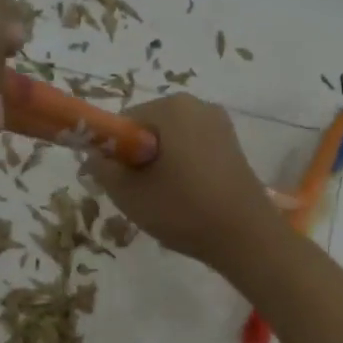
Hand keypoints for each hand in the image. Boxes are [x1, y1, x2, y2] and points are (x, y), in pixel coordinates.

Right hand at [84, 95, 283, 270]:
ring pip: (171, 143)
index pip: (123, 123)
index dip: (113, 154)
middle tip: (141, 196)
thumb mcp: (128, 192)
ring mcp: (219, 124)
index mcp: (171, 107)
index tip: (118, 184)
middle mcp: (197, 105)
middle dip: (138, 159)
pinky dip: (182, 171)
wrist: (246, 237)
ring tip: (166, 202)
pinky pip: (192, 151)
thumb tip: (95, 156)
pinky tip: (187, 200)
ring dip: (160, 167)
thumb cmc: (182, 209)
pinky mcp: (232, 146)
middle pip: (148, 130)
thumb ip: (102, 167)